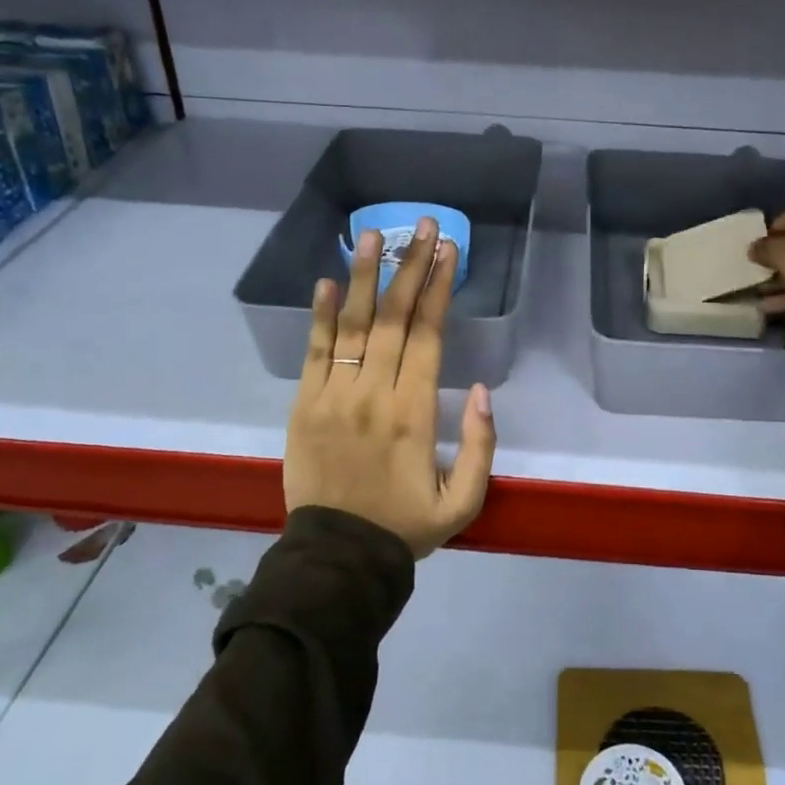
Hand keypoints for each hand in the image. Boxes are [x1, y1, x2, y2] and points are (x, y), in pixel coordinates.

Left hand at [284, 218, 496, 557]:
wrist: (337, 559)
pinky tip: (325, 281)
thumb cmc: (405, 527)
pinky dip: (318, 315)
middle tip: (421, 225)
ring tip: (373, 235)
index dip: (439, 289)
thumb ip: (481, 446)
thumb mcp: (464, 502)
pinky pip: (313, 353)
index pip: (429, 336)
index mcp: (415, 414)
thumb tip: (481, 389)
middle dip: (410, 267)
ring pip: (351, 326)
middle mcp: (374, 394)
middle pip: (394, 319)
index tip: (448, 251)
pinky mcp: (303, 406)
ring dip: (363, 277)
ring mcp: (333, 397)